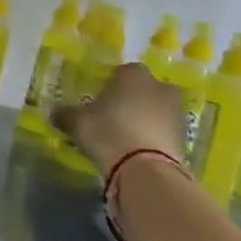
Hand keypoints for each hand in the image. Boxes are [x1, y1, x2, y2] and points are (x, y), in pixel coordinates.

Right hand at [52, 62, 184, 175]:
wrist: (145, 169)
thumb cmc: (107, 131)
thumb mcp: (77, 122)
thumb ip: (65, 114)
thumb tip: (55, 113)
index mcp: (134, 75)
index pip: (122, 71)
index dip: (110, 84)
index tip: (98, 99)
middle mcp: (160, 87)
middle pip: (143, 89)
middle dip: (131, 99)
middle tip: (112, 116)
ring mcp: (176, 112)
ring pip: (156, 110)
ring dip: (144, 118)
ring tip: (124, 137)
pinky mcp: (185, 137)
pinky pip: (164, 131)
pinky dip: (153, 137)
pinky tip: (137, 150)